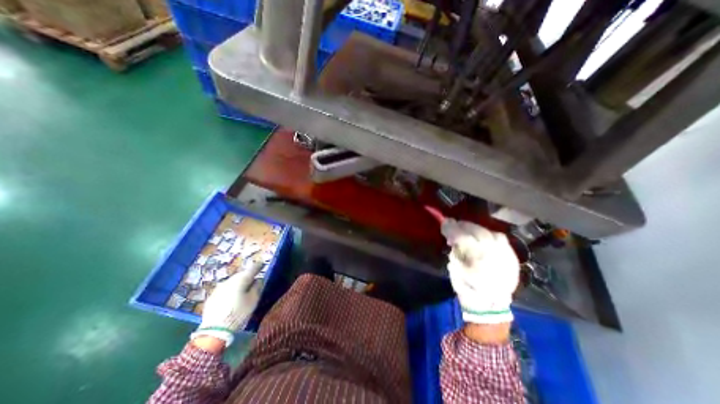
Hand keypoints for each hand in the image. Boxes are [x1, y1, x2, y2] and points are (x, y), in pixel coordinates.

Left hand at [189, 264, 264, 345]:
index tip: (263, 264)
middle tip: (255, 278)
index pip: (253, 268)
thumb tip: (259, 280)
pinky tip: (233, 296)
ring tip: (244, 288)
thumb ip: (257, 287)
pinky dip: (231, 289)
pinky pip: (225, 288)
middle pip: (242, 274)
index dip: (259, 266)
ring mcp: (219, 288)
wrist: (214, 331)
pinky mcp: (212, 296)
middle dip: (248, 275)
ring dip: (239, 282)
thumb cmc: (238, 313)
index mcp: (241, 279)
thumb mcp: (253, 300)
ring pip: (233, 281)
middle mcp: (229, 280)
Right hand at [443, 219, 519, 322]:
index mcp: (475, 259)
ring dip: (476, 229)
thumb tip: (453, 238)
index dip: (452, 228)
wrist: (490, 304)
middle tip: (455, 224)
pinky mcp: (512, 256)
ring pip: (489, 232)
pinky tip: (482, 237)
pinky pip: (500, 238)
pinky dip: (489, 234)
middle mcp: (492, 254)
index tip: (445, 222)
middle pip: (477, 231)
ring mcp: (504, 254)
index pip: (462, 236)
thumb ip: (454, 251)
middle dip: (464, 226)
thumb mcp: (454, 269)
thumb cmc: (467, 287)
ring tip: (468, 230)